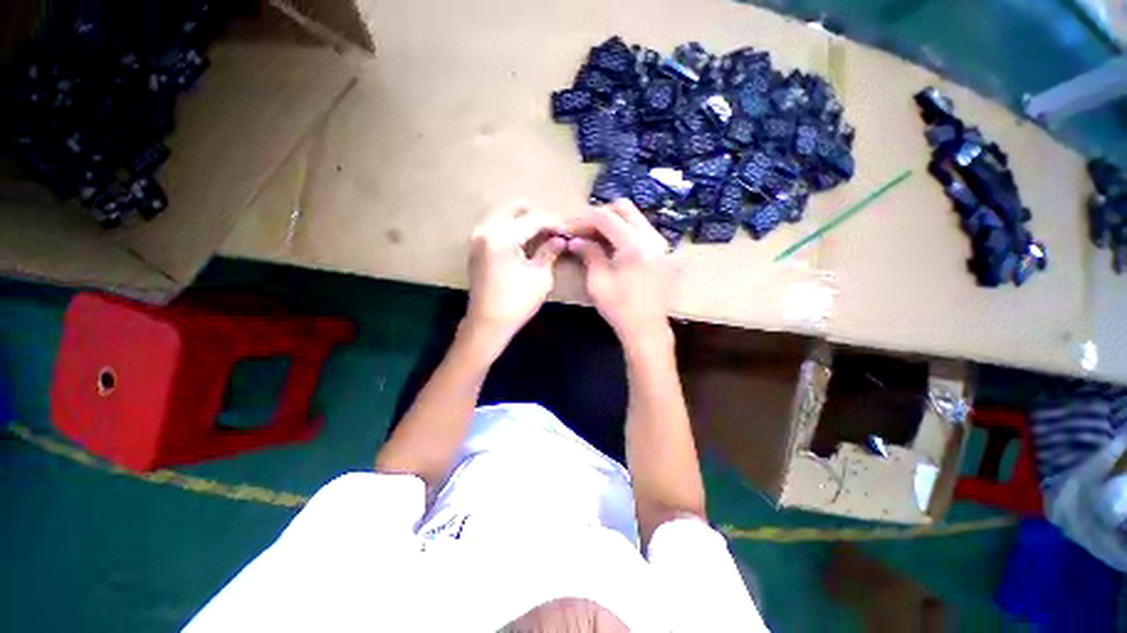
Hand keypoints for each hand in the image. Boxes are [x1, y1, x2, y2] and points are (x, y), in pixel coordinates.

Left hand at [465, 201, 566, 350]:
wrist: (487, 324)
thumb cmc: (517, 301)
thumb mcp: (540, 276)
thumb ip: (549, 252)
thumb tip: (560, 240)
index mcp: (503, 236)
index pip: (533, 220)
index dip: (553, 223)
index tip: (567, 230)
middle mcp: (486, 231)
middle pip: (513, 211)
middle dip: (535, 216)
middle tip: (552, 227)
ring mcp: (477, 239)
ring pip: (502, 218)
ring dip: (521, 221)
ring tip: (541, 233)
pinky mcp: (476, 250)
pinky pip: (495, 229)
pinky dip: (510, 229)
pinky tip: (523, 241)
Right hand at [565, 199, 672, 345]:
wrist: (647, 329)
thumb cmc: (619, 308)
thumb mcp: (598, 281)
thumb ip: (588, 254)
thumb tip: (575, 241)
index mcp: (634, 244)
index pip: (605, 217)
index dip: (582, 220)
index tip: (568, 230)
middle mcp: (651, 237)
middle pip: (623, 208)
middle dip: (599, 215)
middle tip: (582, 230)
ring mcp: (661, 243)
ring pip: (634, 217)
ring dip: (612, 223)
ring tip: (594, 238)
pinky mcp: (662, 252)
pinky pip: (642, 230)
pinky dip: (624, 232)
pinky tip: (612, 246)